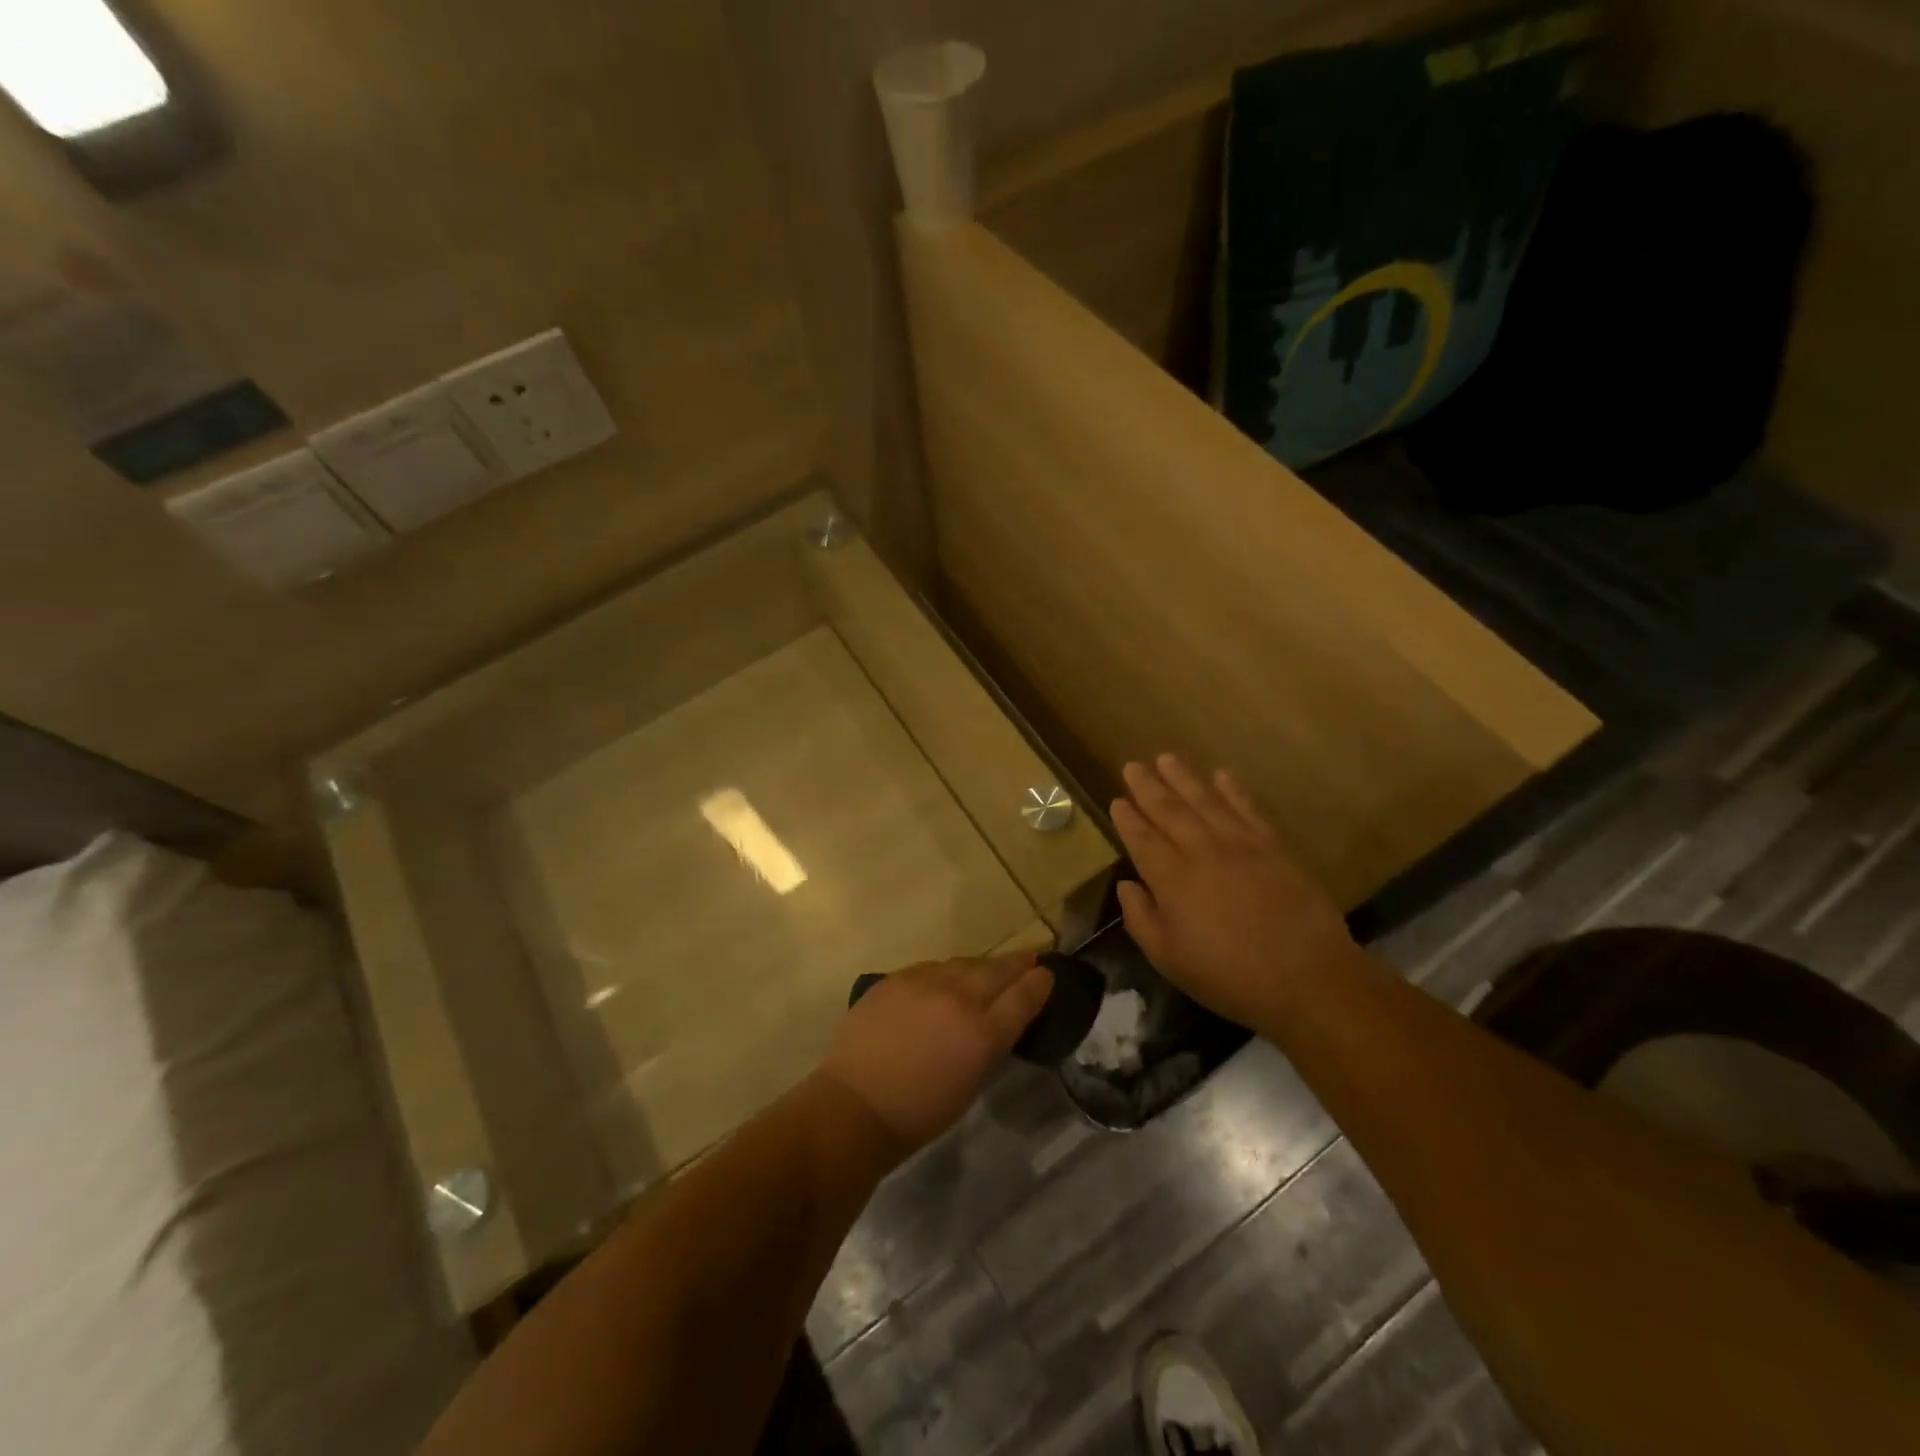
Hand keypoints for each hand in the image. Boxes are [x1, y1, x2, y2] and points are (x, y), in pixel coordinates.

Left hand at [817, 954, 1053, 1159]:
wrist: (854, 1105)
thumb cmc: (918, 1113)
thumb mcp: (970, 1085)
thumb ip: (988, 1047)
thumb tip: (996, 1022)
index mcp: (982, 1033)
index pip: (1022, 997)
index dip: (1038, 983)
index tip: (1047, 973)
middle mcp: (958, 999)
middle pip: (996, 971)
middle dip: (1016, 963)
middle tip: (1030, 957)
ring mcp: (924, 983)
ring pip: (963, 963)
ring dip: (981, 965)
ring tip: (990, 967)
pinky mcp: (896, 978)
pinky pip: (932, 967)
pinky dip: (947, 971)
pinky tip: (947, 976)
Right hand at [1112, 755, 1360, 1029]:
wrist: (1308, 978)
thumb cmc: (1230, 976)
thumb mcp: (1169, 960)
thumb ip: (1141, 919)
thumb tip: (1126, 885)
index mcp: (1173, 880)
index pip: (1142, 839)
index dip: (1127, 819)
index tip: (1117, 800)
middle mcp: (1202, 852)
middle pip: (1169, 811)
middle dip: (1148, 787)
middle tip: (1132, 766)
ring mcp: (1241, 845)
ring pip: (1205, 801)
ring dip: (1183, 778)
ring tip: (1166, 759)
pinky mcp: (1273, 848)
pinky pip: (1248, 809)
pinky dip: (1233, 790)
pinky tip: (1221, 775)